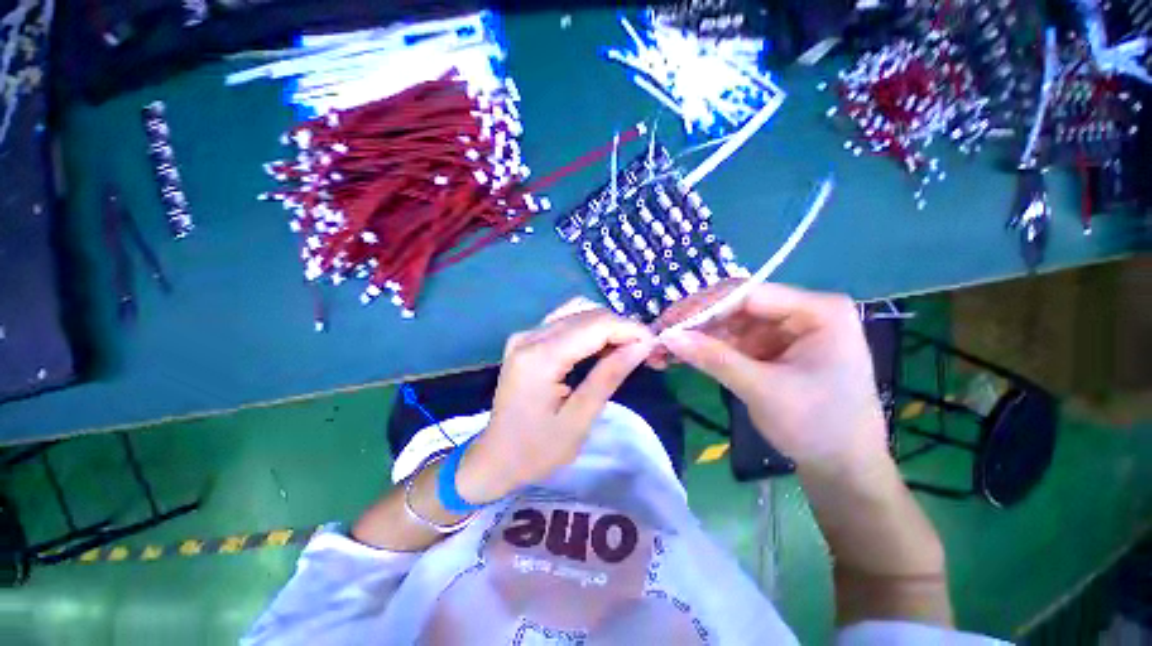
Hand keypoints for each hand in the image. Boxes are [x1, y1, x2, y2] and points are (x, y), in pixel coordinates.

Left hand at [458, 299, 654, 502]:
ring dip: (606, 326)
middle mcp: (530, 336)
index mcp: (540, 357)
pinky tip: (601, 345)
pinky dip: (589, 328)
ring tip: (626, 348)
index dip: (629, 329)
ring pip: (577, 312)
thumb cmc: (536, 450)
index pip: (595, 326)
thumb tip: (641, 346)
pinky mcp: (526, 339)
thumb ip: (608, 377)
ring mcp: (525, 334)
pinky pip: (564, 320)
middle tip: (644, 350)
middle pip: (587, 314)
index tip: (654, 343)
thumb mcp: (579, 420)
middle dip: (621, 327)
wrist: (494, 457)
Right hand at [656, 282, 888, 474]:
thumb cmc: (817, 426)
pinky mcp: (777, 349)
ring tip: (667, 349)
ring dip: (701, 338)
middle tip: (664, 335)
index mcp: (818, 311)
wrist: (844, 469)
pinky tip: (687, 356)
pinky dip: (713, 350)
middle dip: (700, 324)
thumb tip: (668, 336)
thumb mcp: (761, 389)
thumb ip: (714, 358)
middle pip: (739, 308)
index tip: (669, 320)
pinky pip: (738, 342)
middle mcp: (804, 313)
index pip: (749, 295)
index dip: (705, 306)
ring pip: (734, 325)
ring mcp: (789, 332)